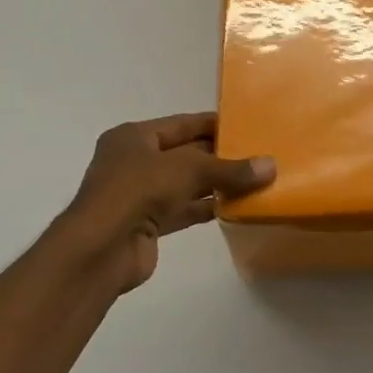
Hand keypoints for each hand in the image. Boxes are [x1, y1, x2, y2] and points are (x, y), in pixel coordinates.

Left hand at [58, 112, 273, 290]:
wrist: (102, 249)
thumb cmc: (138, 190)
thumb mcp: (188, 170)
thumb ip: (230, 169)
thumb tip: (271, 166)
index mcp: (134, 137)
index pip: (181, 124)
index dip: (213, 124)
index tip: (246, 125)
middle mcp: (134, 162)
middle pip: (184, 154)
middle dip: (218, 156)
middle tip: (258, 155)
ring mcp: (139, 195)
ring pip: (185, 184)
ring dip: (215, 184)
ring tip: (255, 181)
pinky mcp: (147, 224)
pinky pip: (183, 210)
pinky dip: (206, 208)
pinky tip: (236, 207)